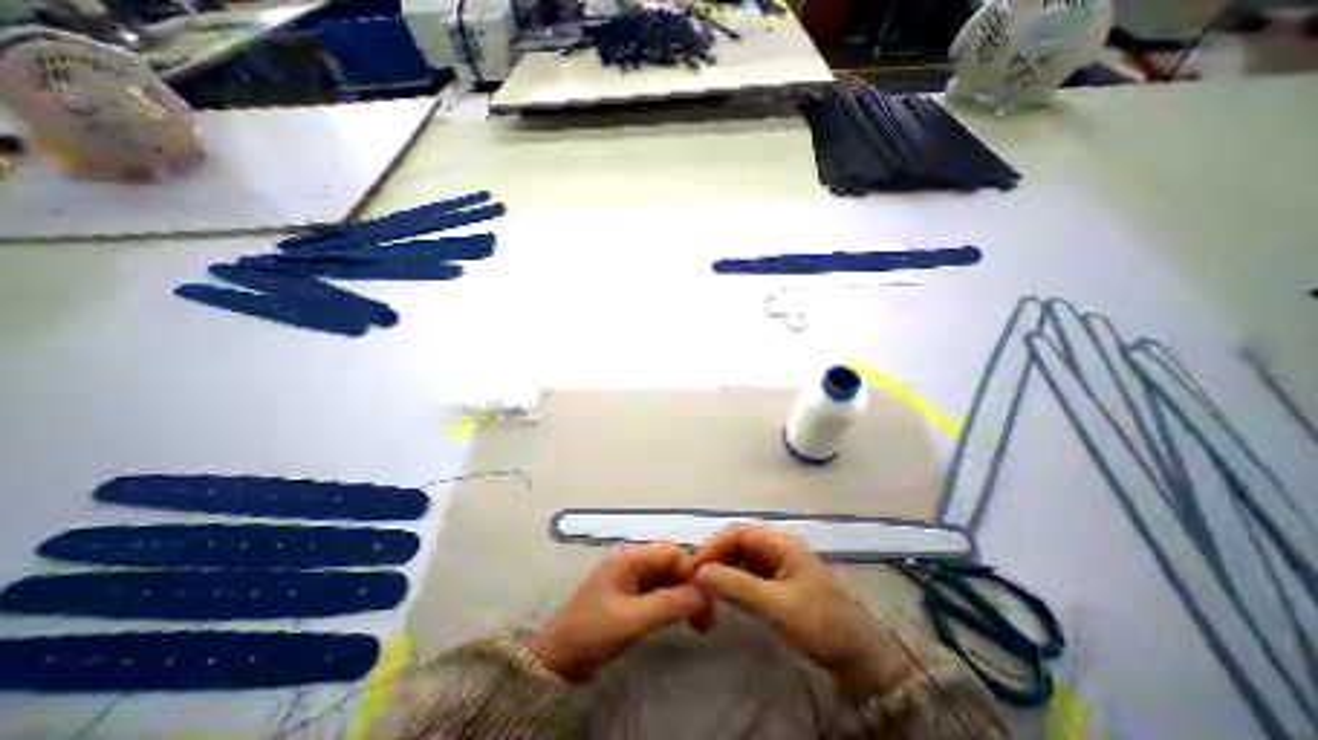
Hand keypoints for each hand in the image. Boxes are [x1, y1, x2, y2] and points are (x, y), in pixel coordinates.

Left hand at [529, 545, 709, 680]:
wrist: (557, 660)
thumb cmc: (593, 632)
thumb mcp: (633, 620)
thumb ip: (669, 605)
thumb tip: (705, 595)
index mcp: (630, 559)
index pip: (671, 553)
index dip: (691, 572)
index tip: (706, 599)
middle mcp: (631, 563)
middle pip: (670, 564)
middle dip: (690, 585)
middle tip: (707, 616)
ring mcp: (629, 579)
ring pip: (665, 578)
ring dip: (682, 595)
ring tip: (698, 621)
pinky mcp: (627, 596)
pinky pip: (656, 592)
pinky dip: (671, 602)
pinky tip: (680, 618)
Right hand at [695, 526, 901, 694]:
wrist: (859, 658)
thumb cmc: (819, 623)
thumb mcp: (775, 604)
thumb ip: (736, 586)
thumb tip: (699, 572)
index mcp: (781, 543)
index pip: (739, 533)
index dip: (715, 546)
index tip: (696, 567)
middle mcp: (779, 548)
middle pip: (740, 544)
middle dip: (718, 557)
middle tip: (698, 580)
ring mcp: (781, 566)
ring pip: (745, 559)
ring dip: (726, 570)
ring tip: (708, 589)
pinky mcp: (782, 584)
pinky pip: (752, 575)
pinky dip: (736, 582)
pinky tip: (727, 595)